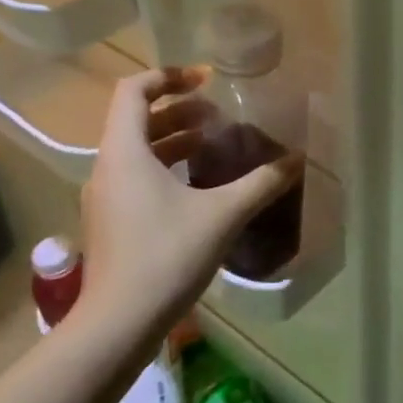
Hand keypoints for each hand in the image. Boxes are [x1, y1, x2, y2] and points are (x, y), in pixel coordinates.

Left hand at [79, 67, 301, 339]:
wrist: (117, 326)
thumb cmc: (165, 257)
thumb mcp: (222, 215)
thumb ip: (261, 183)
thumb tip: (297, 160)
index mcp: (124, 152)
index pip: (133, 90)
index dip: (168, 76)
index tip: (206, 80)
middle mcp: (107, 167)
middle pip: (136, 119)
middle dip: (179, 110)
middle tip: (218, 115)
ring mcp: (105, 197)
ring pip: (137, 150)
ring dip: (174, 139)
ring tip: (214, 143)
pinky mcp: (111, 222)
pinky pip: (136, 177)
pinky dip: (166, 167)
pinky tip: (199, 187)